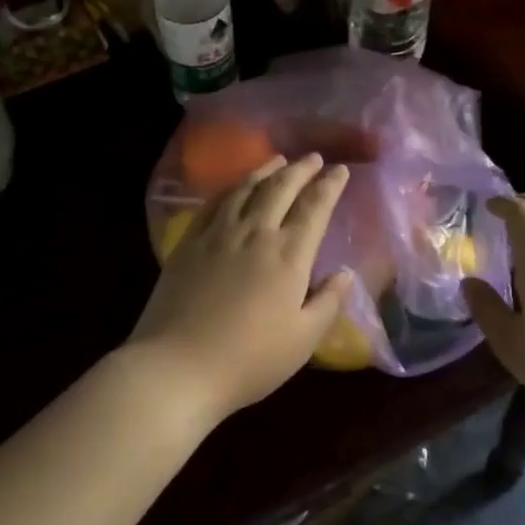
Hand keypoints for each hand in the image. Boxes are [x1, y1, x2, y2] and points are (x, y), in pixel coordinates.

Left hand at [127, 154, 353, 425]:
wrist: (178, 366)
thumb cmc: (249, 360)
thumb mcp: (303, 340)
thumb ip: (328, 302)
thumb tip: (346, 273)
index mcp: (289, 255)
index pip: (315, 208)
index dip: (330, 186)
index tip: (340, 170)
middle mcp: (255, 233)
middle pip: (280, 188)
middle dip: (300, 169)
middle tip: (313, 157)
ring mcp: (217, 234)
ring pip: (245, 189)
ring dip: (266, 171)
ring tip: (278, 160)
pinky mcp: (188, 243)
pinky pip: (213, 203)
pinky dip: (231, 188)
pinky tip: (235, 187)